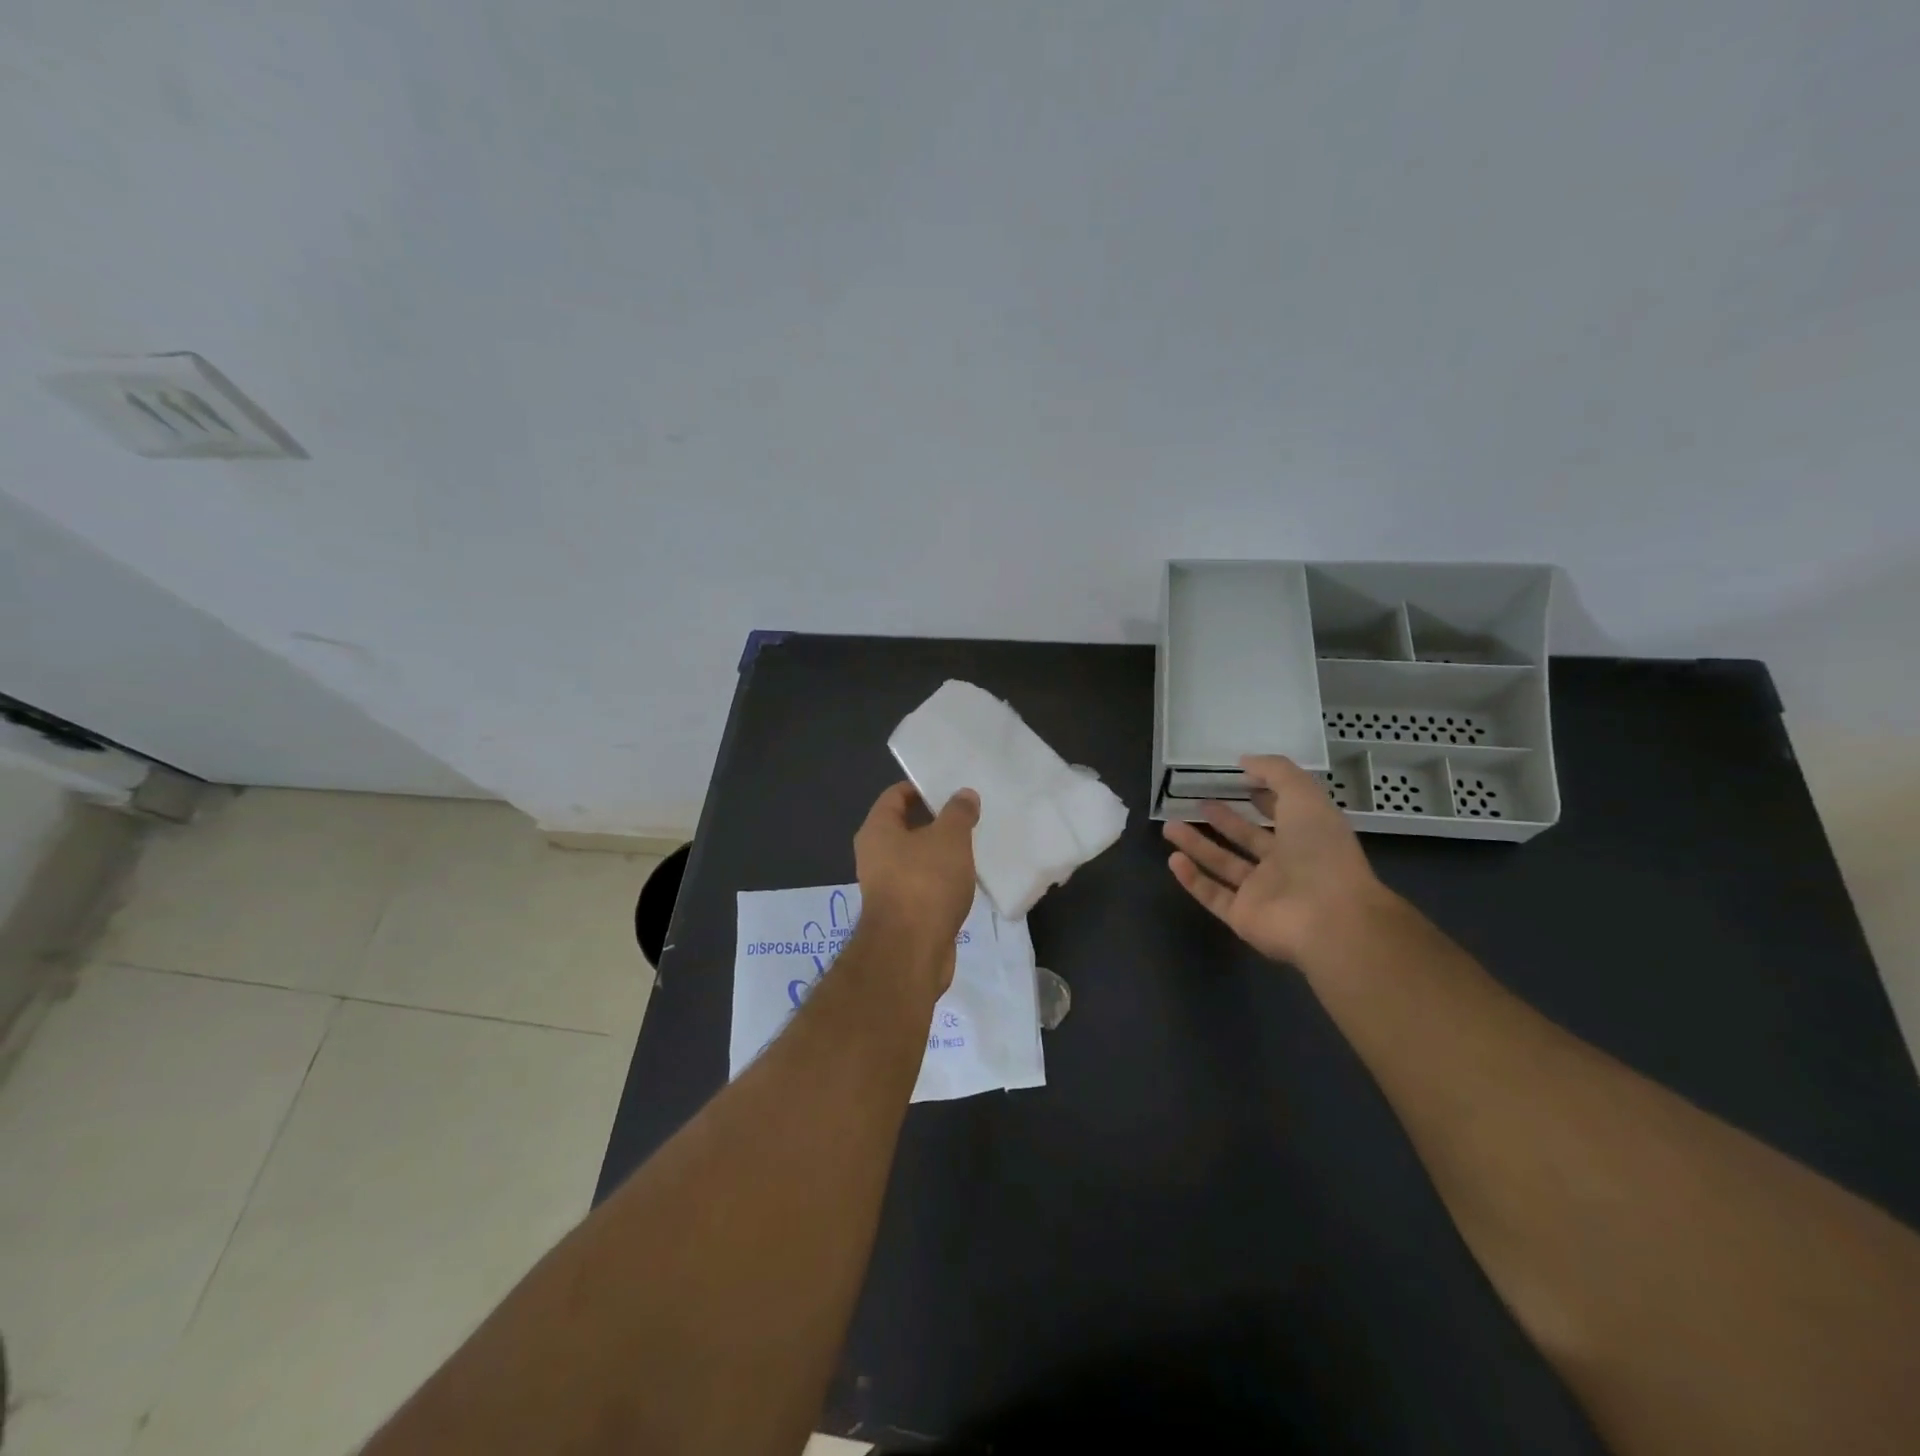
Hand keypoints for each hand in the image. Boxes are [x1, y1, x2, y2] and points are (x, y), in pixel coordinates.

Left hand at [853, 782, 980, 994]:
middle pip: (906, 826)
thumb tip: (964, 795)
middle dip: (936, 819)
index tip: (952, 788)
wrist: (912, 952)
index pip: (896, 795)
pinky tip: (967, 877)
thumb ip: (958, 812)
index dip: (922, 787)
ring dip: (941, 851)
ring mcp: (887, 885)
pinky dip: (942, 878)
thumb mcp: (949, 838)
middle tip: (969, 814)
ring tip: (973, 843)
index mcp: (877, 830)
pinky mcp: (903, 911)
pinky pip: (924, 883)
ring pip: (917, 857)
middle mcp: (875, 855)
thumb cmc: (925, 883)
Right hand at [1163, 755, 1392, 966]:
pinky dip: (1192, 879)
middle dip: (1224, 820)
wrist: (1327, 918)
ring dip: (1197, 846)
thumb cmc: (1321, 852)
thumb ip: (1276, 772)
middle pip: (1247, 839)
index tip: (1238, 781)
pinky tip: (1173, 859)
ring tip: (1169, 826)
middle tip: (1198, 803)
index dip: (1263, 797)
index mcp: (1307, 838)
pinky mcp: (1243, 916)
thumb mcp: (1304, 796)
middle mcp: (1285, 865)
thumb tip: (1245, 761)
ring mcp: (1263, 894)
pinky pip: (1213, 895)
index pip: (1282, 814)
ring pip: (1223, 865)